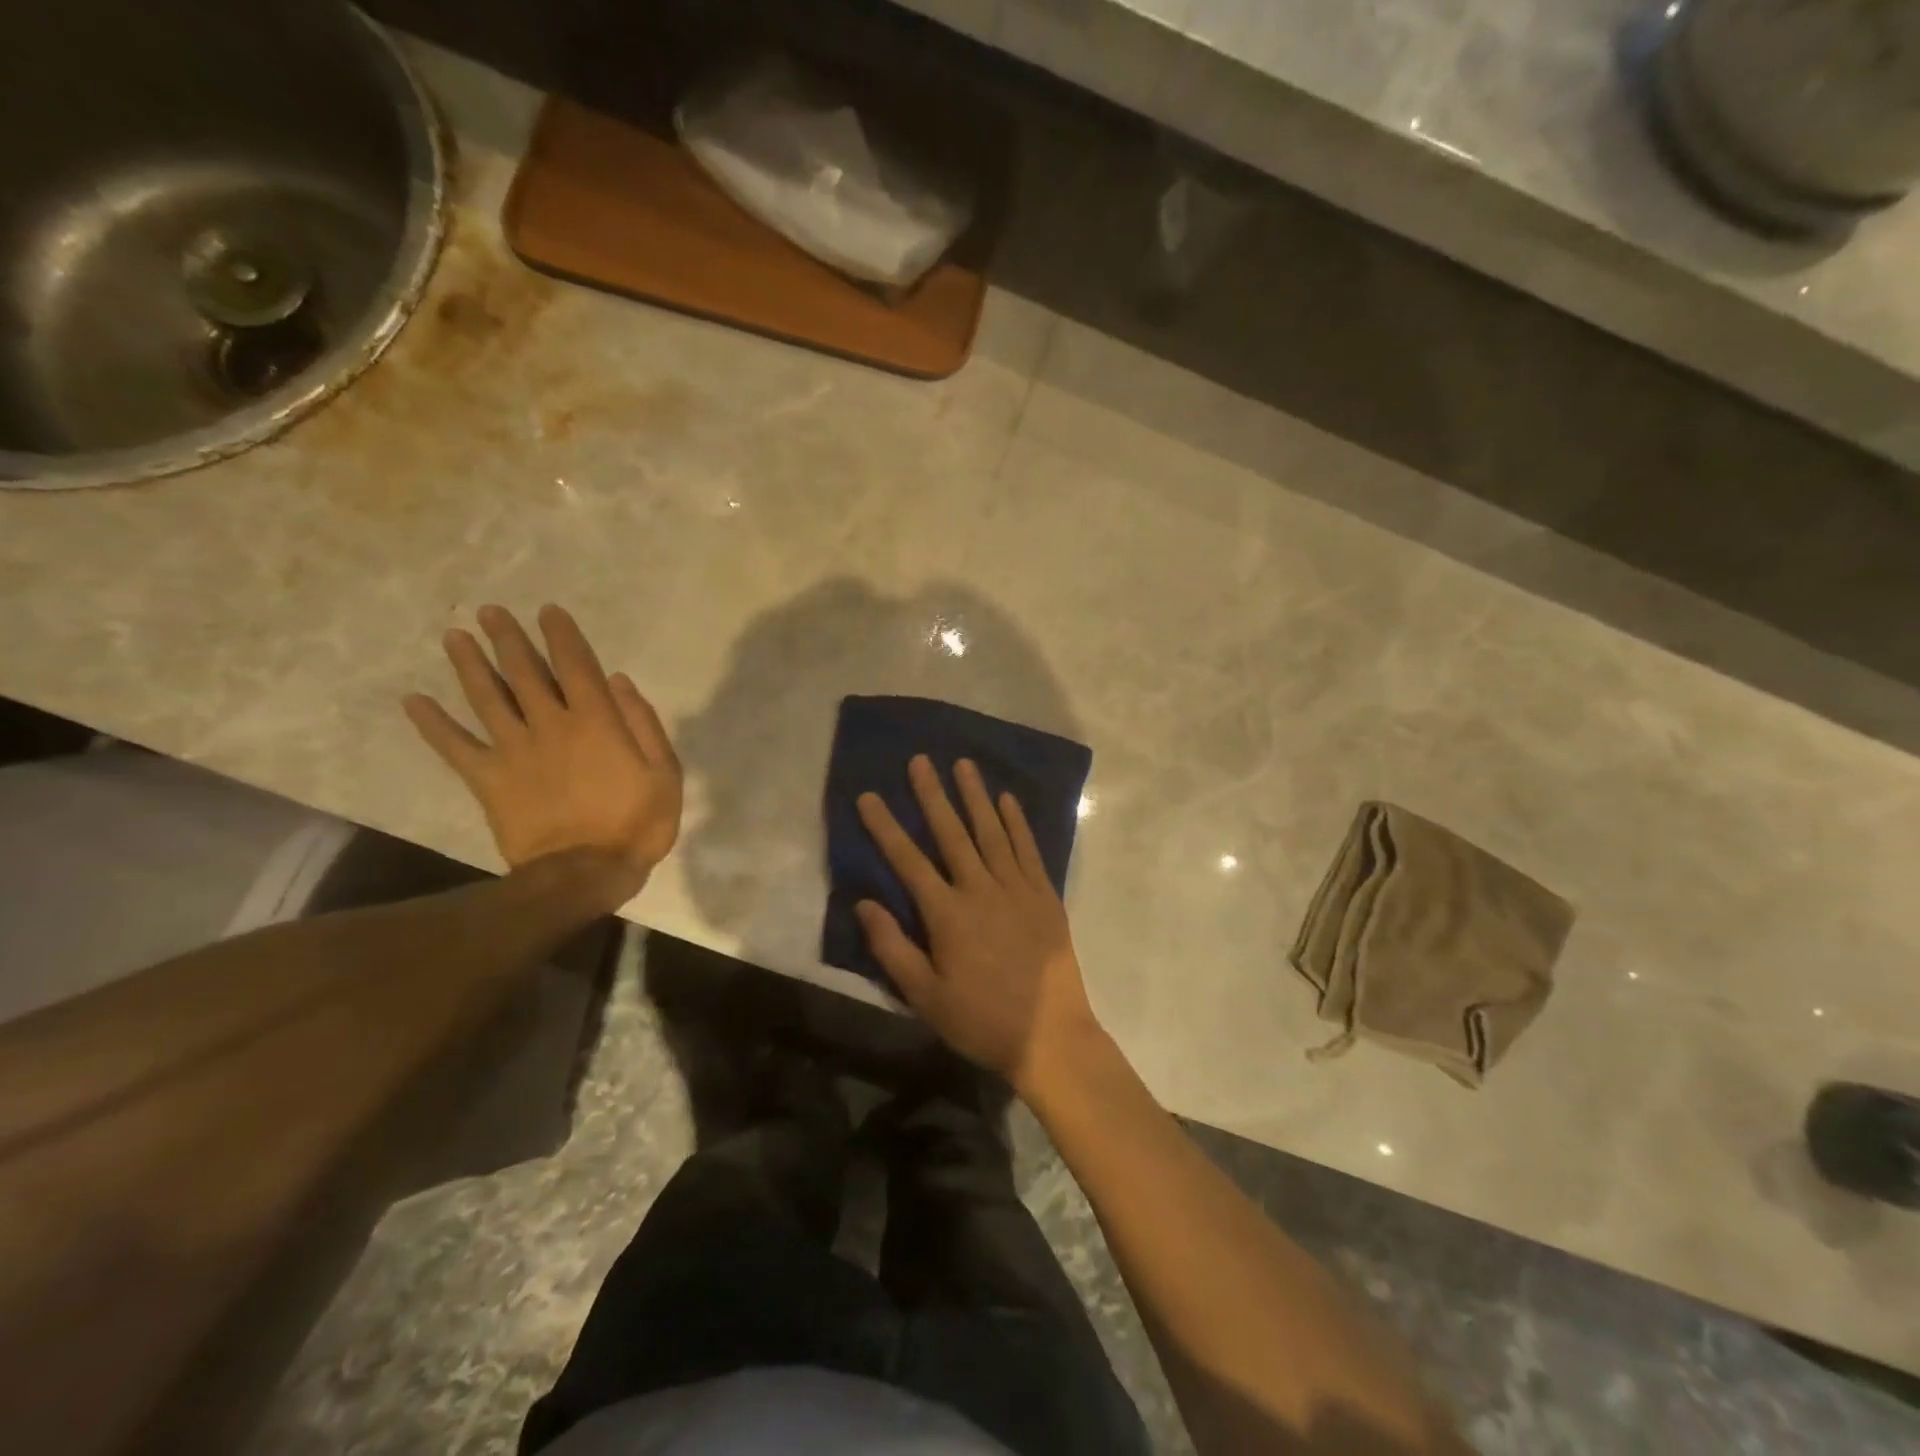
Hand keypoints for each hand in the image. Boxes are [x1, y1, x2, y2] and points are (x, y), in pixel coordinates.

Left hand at [403, 604, 681, 902]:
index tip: (548, 612)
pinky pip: (455, 746)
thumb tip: (618, 682)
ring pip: (488, 698)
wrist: (584, 873)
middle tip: (490, 612)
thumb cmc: (636, 823)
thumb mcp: (665, 773)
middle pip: (525, 672)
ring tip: (454, 637)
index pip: (576, 666)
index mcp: (596, 721)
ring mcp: (515, 750)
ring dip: (470, 665)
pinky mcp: (489, 779)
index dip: (562, 636)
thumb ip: (644, 724)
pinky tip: (413, 702)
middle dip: (509, 639)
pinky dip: (433, 724)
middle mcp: (550, 724)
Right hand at [856, 756, 1103, 1097]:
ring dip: (975, 796)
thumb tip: (864, 902)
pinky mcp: (1045, 895)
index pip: (908, 860)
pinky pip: (1028, 849)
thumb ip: (892, 947)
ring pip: (992, 832)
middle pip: (952, 833)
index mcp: (947, 914)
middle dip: (932, 795)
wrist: (1050, 1036)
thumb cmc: (980, 1020)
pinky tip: (1007, 800)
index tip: (869, 796)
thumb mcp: (925, 996)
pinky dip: (1017, 823)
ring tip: (963, 764)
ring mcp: (1017, 888)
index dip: (885, 827)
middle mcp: (981, 889)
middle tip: (920, 760)